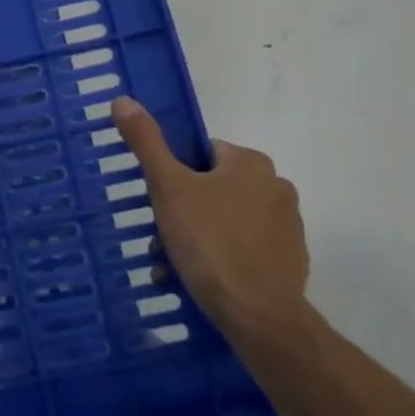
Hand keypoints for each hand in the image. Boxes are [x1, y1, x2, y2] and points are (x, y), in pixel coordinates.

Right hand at [112, 97, 309, 343]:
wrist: (259, 315)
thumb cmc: (210, 242)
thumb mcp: (168, 187)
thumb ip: (146, 142)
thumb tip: (123, 100)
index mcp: (251, 163)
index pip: (202, 155)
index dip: (175, 176)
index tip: (160, 203)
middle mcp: (277, 187)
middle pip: (213, 189)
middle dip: (184, 212)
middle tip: (161, 238)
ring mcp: (289, 227)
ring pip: (227, 221)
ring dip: (200, 237)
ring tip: (176, 265)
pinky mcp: (292, 261)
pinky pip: (246, 249)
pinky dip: (223, 259)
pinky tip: (204, 280)